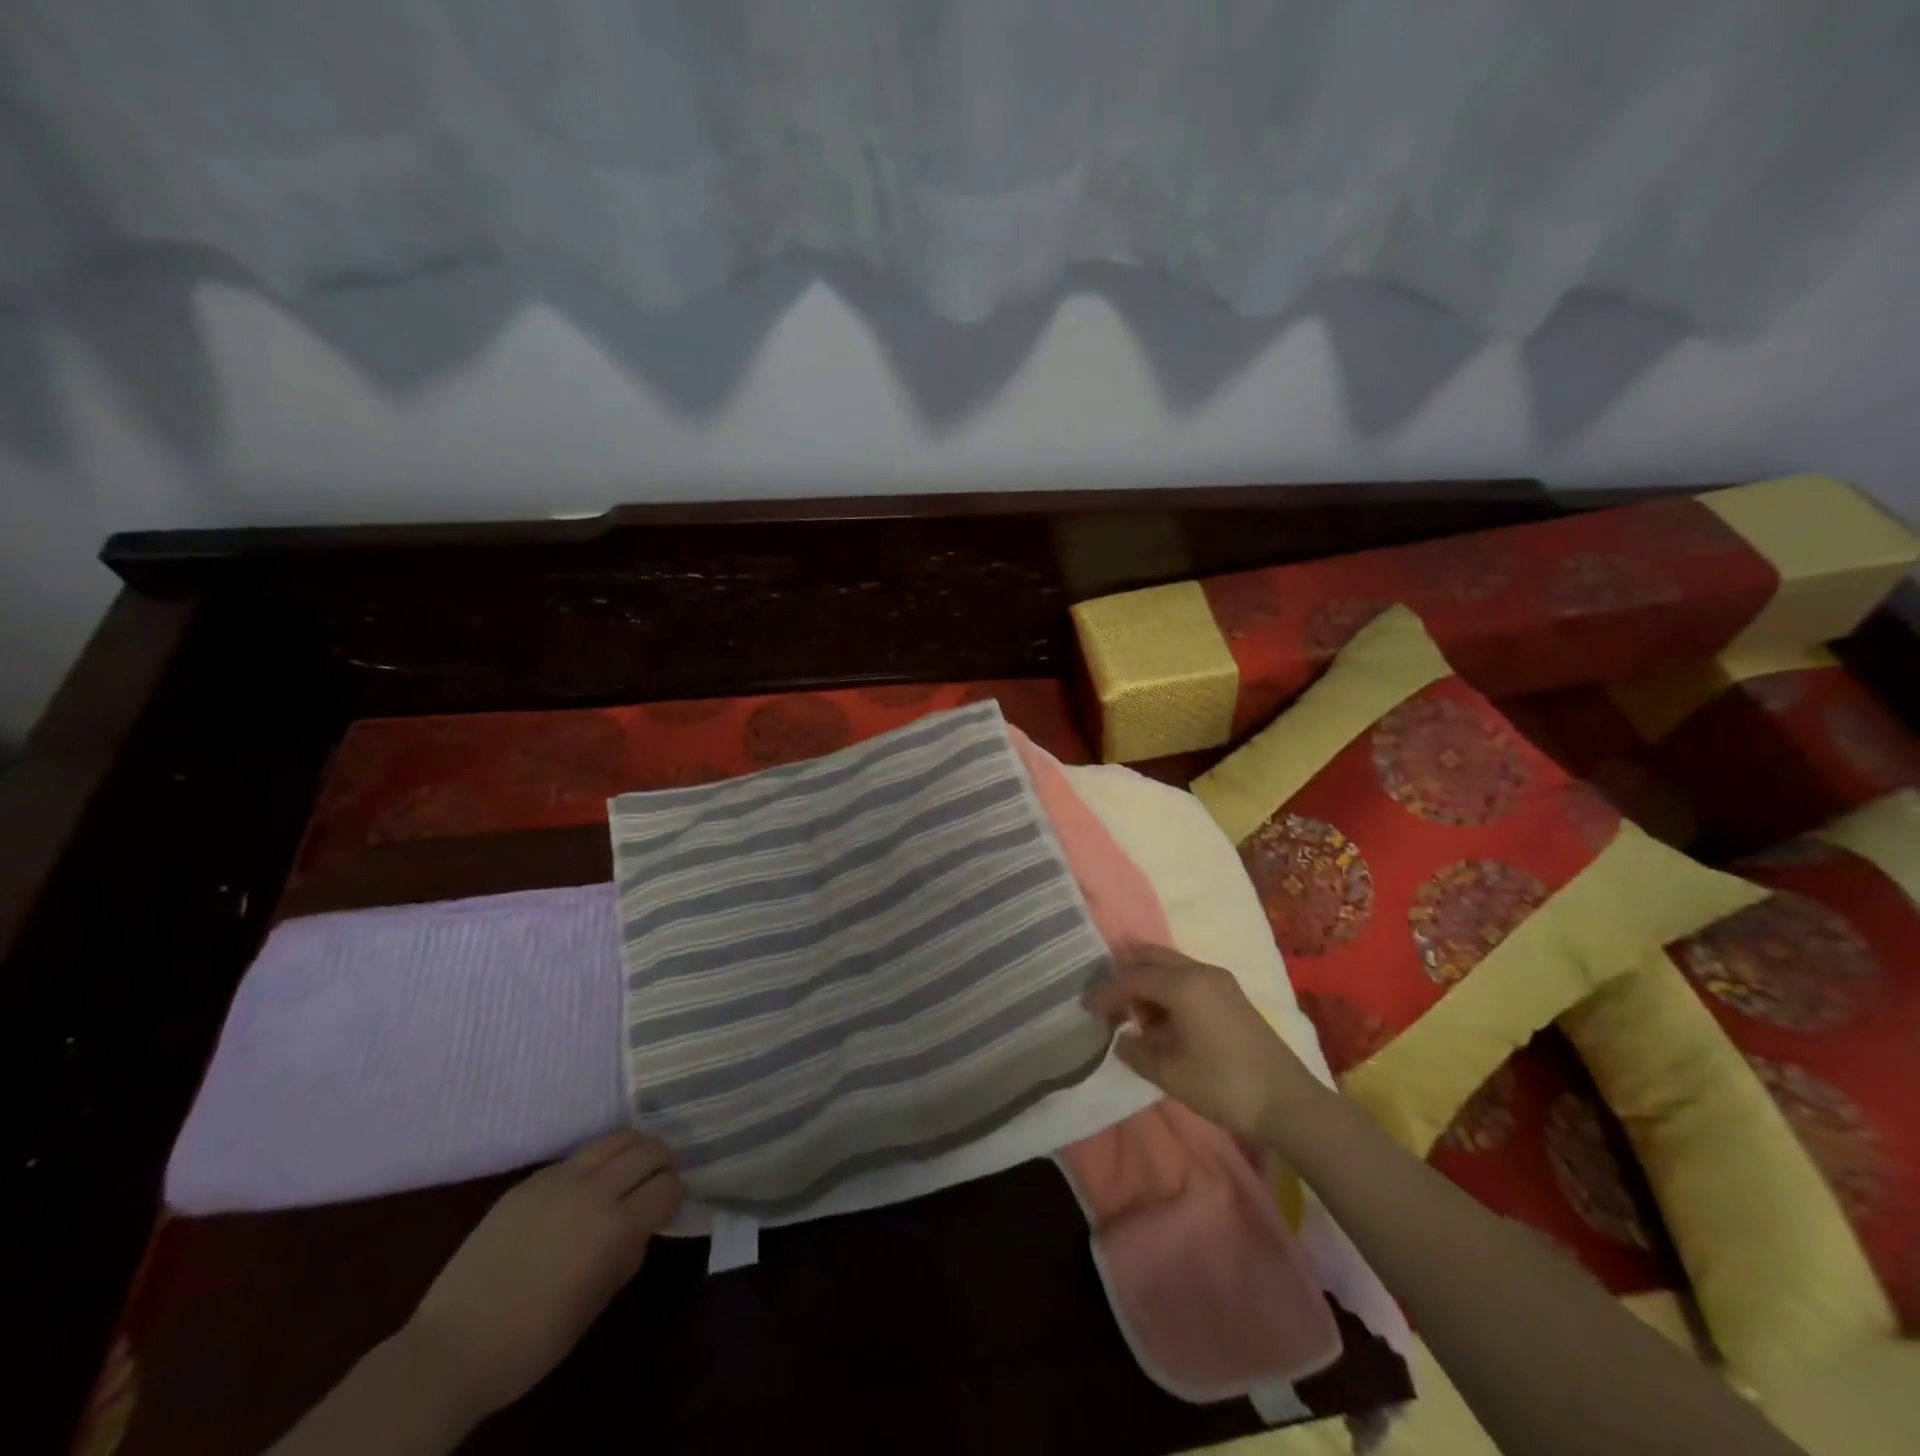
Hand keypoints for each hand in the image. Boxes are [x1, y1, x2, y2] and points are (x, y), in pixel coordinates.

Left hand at [402, 1131, 682, 1421]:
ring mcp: (558, 1179)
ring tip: (626, 1174)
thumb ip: (628, 1253)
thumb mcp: (597, 1302)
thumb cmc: (532, 1341)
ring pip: (616, 1138)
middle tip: (656, 1184)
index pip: (669, 1185)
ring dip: (632, 1151)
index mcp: (615, 1227)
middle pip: (650, 1149)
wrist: (451, 1349)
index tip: (669, 1209)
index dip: (675, 1195)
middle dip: (662, 1163)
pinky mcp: (529, 1180)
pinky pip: (577, 1156)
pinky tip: (581, 1191)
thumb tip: (642, 1226)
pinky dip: (593, 1164)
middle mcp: (594, 1190)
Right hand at [1085, 945, 1320, 1143]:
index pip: (1131, 978)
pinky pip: (1186, 976)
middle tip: (1108, 1005)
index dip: (1105, 993)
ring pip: (1168, 964)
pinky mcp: (1230, 992)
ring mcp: (1219, 979)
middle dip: (1124, 976)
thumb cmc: (1224, 1086)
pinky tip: (1164, 1020)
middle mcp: (1199, 970)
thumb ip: (1135, 1050)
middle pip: (1149, 957)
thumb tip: (1120, 1037)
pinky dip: (1166, 988)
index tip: (1086, 1010)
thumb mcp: (1169, 1073)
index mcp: (1182, 984)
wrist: (1288, 1102)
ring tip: (1136, 1018)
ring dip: (1147, 982)